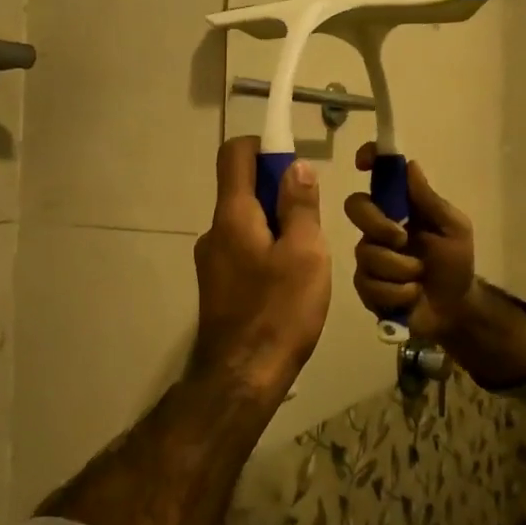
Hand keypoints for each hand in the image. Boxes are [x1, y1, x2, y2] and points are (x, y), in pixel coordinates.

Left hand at [190, 137, 331, 406]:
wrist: (242, 378)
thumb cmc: (280, 311)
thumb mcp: (305, 253)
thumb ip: (300, 205)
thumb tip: (295, 166)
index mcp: (232, 214)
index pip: (234, 154)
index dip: (263, 146)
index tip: (293, 163)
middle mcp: (214, 231)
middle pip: (243, 189)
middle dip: (279, 193)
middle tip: (313, 223)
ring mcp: (212, 261)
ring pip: (247, 223)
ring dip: (277, 226)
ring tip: (307, 260)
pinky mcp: (218, 286)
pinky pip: (244, 251)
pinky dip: (267, 251)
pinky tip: (290, 283)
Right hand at [344, 142, 477, 341]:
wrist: (455, 308)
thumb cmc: (455, 262)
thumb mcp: (453, 228)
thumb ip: (430, 200)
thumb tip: (410, 164)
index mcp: (399, 208)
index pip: (378, 176)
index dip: (368, 161)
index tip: (363, 162)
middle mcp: (378, 227)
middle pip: (356, 207)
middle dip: (378, 224)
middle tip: (402, 239)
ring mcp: (369, 256)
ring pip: (366, 252)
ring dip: (400, 268)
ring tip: (419, 278)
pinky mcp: (366, 287)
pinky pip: (370, 284)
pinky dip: (398, 292)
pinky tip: (411, 295)